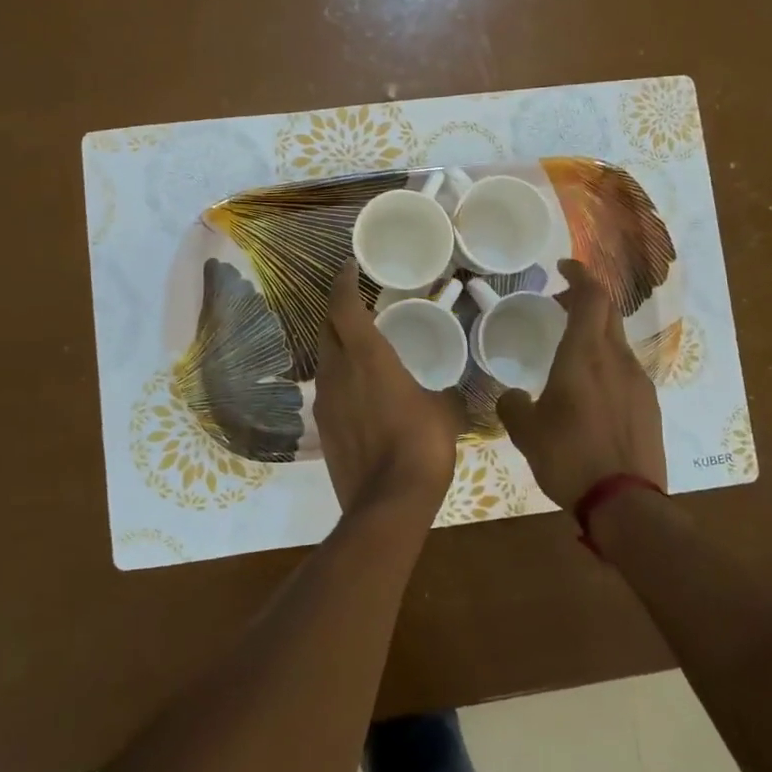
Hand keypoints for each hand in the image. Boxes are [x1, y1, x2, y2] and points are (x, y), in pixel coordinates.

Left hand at [314, 262, 460, 518]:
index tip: (348, 268)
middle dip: (338, 312)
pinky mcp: (323, 428)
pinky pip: (329, 389)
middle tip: (359, 306)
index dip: (343, 282)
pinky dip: (341, 378)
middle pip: (326, 329)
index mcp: (367, 356)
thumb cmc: (422, 444)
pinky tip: (361, 391)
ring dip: (338, 346)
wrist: (388, 502)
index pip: (342, 306)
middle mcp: (337, 371)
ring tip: (362, 348)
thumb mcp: (445, 411)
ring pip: (325, 360)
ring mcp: (325, 401)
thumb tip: (448, 395)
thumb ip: (443, 393)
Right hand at [496, 258, 665, 509]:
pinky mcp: (650, 406)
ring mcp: (639, 382)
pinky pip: (626, 370)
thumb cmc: (570, 457)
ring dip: (595, 335)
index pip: (592, 296)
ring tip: (570, 354)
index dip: (580, 275)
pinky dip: (606, 364)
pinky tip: (591, 393)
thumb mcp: (527, 432)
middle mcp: (617, 359)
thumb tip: (514, 397)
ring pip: (617, 342)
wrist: (626, 502)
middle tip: (559, 306)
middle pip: (608, 313)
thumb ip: (514, 406)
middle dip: (585, 301)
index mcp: (585, 355)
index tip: (562, 267)